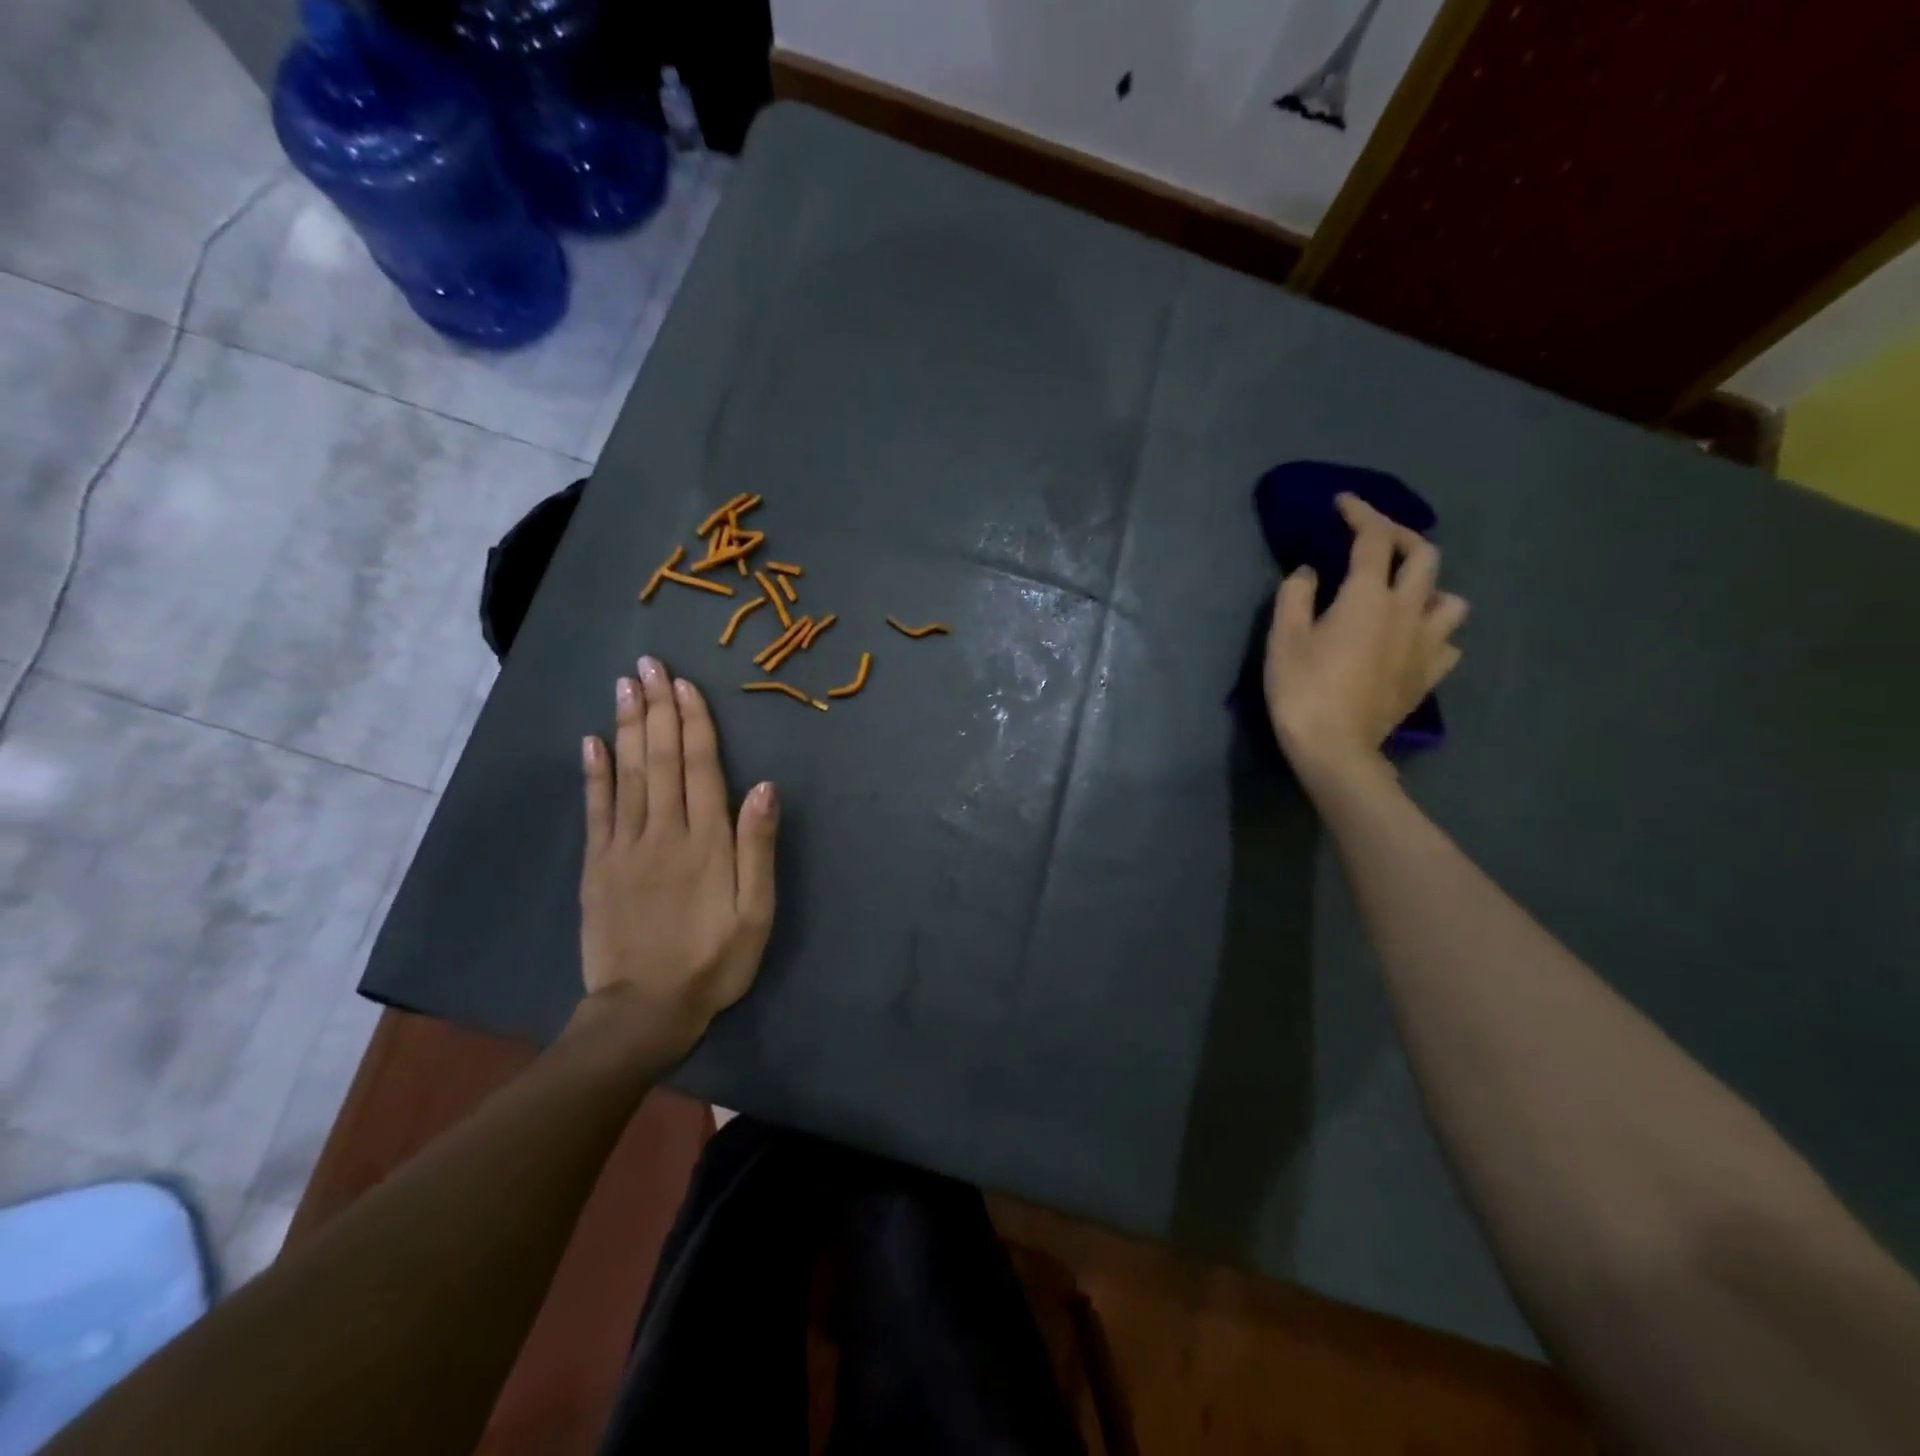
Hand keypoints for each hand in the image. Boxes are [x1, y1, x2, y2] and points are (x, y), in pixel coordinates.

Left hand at [575, 656, 778, 1065]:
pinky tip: (591, 741)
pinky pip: (595, 809)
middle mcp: (663, 832)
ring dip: (627, 726)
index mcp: (707, 842)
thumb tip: (765, 787)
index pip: (700, 767)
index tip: (685, 684)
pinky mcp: (598, 866)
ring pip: (627, 774)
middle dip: (657, 709)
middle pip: (660, 759)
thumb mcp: (756, 913)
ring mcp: (624, 847)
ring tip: (625, 686)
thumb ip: (758, 848)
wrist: (644, 1012)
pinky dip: (593, 772)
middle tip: (649, 665)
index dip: (693, 723)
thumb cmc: (713, 962)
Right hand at [1266, 493, 1468, 788]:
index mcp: (1368, 597)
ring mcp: (1426, 644)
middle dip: (1399, 537)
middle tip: (1373, 539)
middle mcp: (1407, 611)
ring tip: (1403, 595)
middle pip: (1423, 556)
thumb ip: (1294, 596)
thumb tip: (1308, 572)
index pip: (1372, 539)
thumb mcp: (1282, 638)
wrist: (1335, 748)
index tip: (1343, 503)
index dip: (1360, 514)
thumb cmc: (1301, 689)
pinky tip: (1412, 640)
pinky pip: (1448, 642)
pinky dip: (1433, 632)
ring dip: (1428, 586)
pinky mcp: (1430, 675)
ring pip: (1449, 598)